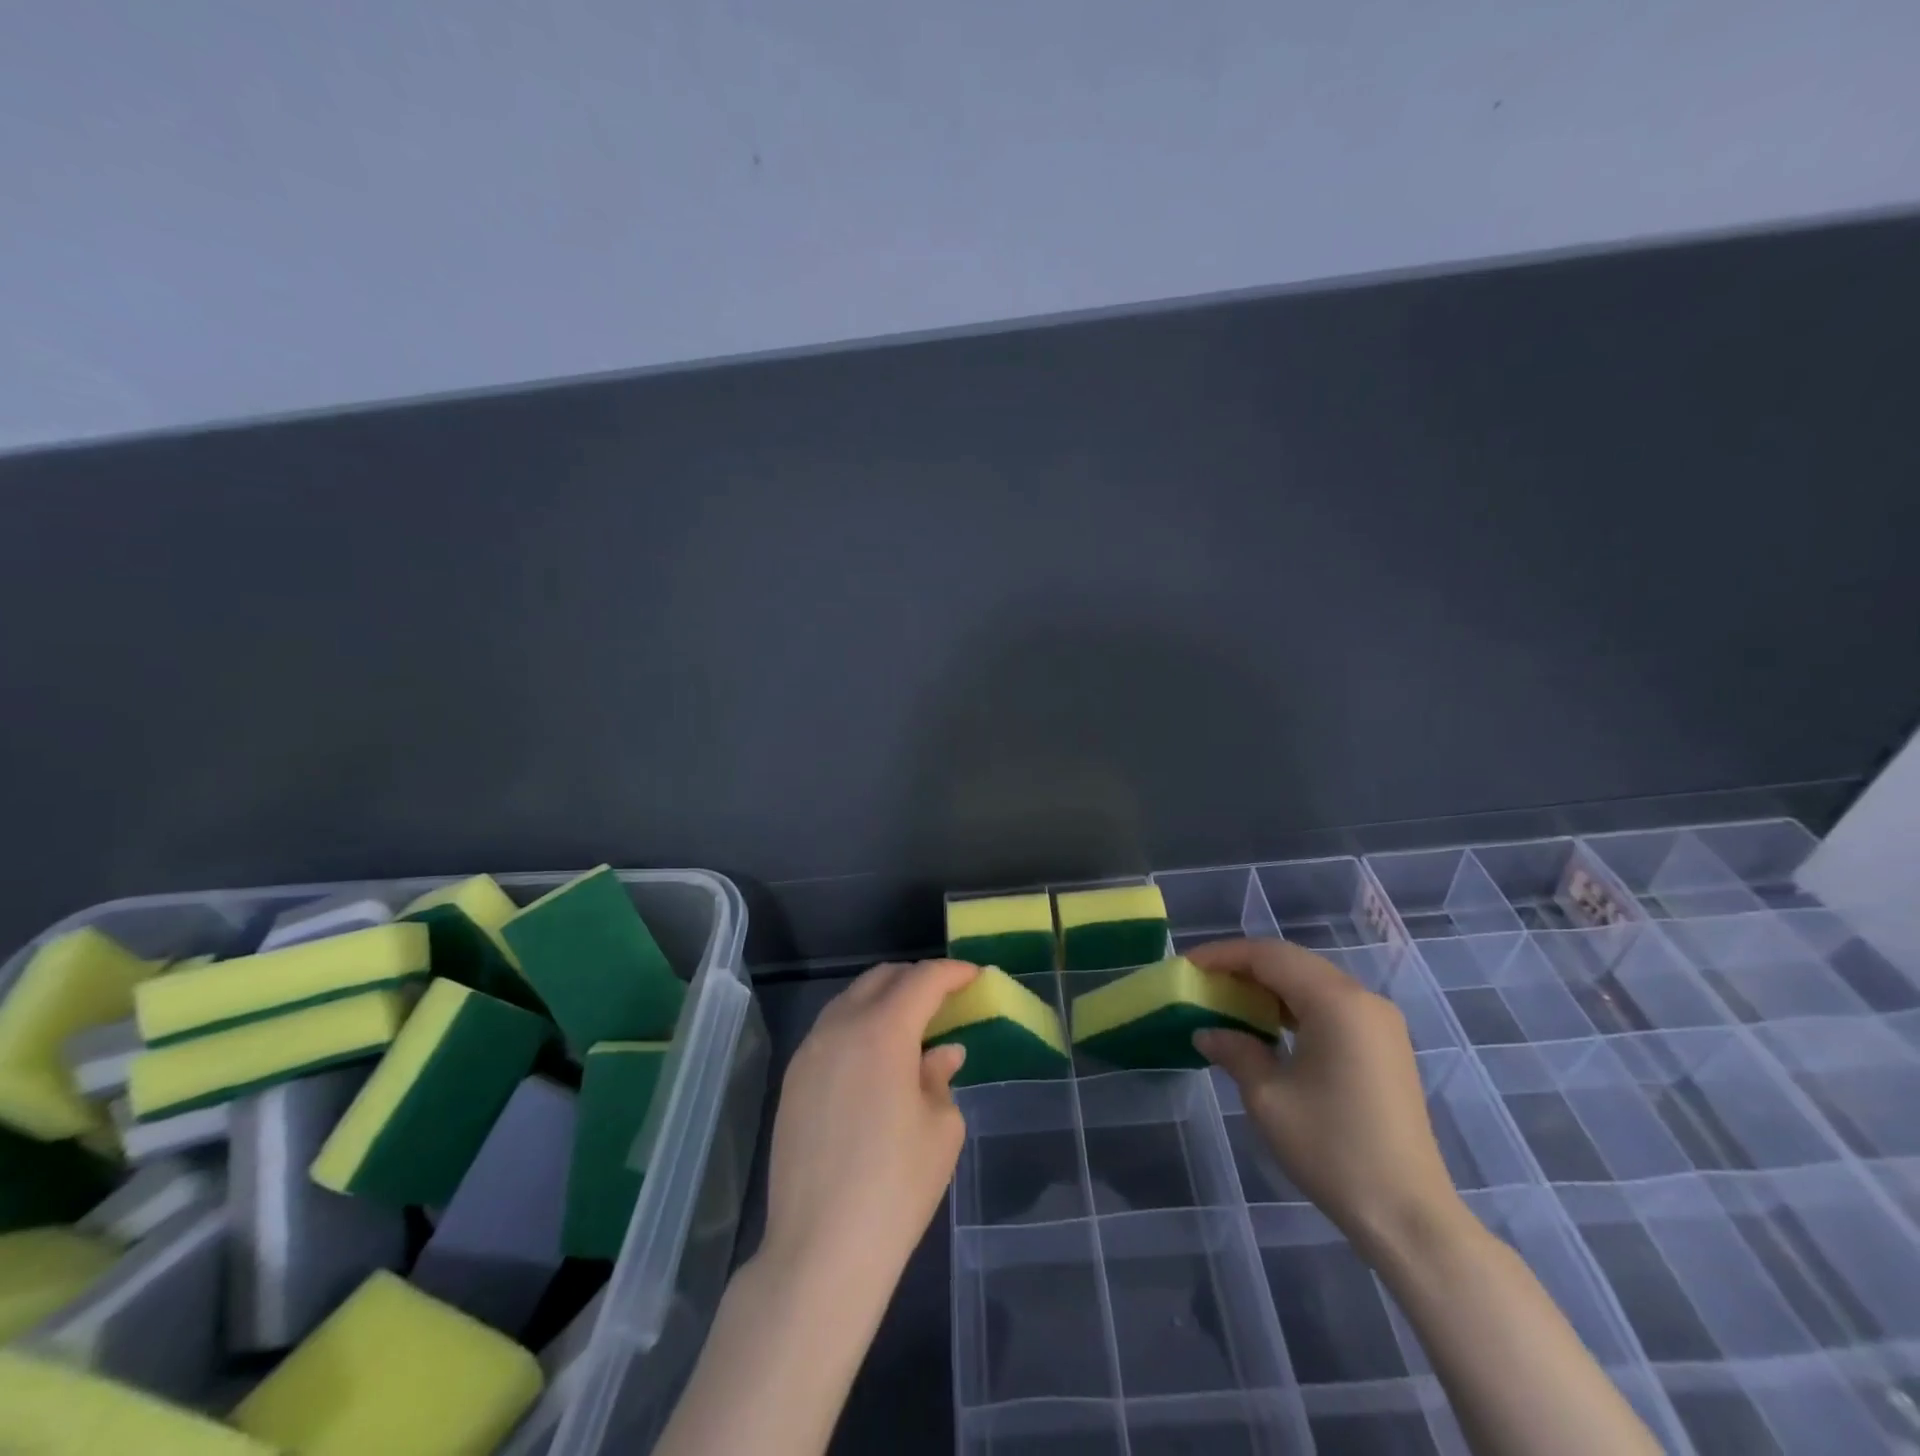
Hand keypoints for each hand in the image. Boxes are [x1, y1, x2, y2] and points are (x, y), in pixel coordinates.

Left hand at [761, 959, 977, 1295]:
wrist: (820, 1250)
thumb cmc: (895, 1187)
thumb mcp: (941, 1129)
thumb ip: (940, 1077)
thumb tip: (940, 1053)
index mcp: (883, 1031)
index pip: (922, 980)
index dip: (952, 973)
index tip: (974, 976)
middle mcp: (840, 1027)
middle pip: (881, 979)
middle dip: (916, 980)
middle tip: (945, 999)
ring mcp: (810, 1052)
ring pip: (851, 1000)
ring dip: (884, 1000)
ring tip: (911, 1027)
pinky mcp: (792, 1080)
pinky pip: (831, 1030)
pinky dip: (859, 1026)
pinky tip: (875, 1059)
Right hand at [1189, 939, 1464, 1254]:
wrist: (1408, 1215)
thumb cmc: (1332, 1148)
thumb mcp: (1267, 1096)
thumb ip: (1234, 1050)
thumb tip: (1206, 1032)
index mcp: (1335, 1001)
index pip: (1268, 956)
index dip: (1223, 955)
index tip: (1187, 966)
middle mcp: (1362, 999)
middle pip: (1292, 962)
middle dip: (1243, 966)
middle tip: (1203, 981)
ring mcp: (1379, 1022)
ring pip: (1312, 981)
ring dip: (1269, 985)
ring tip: (1228, 1000)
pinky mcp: (1385, 1045)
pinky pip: (1330, 1005)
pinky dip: (1294, 1005)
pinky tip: (1268, 1026)